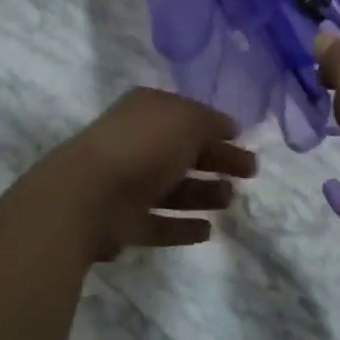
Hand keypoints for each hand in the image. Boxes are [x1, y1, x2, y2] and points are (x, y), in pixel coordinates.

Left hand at [33, 88, 256, 261]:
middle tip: (250, 173)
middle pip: (184, 151)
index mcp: (148, 109)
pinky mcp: (126, 222)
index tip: (243, 140)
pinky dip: (183, 226)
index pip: (188, 115)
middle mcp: (138, 141)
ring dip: (203, 193)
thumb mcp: (186, 120)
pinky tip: (208, 230)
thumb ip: (211, 123)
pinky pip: (161, 223)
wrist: (88, 195)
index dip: (216, 127)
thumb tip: (229, 127)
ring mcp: (129, 183)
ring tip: (231, 200)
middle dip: (216, 159)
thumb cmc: (142, 146)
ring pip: (174, 187)